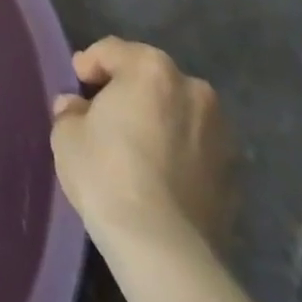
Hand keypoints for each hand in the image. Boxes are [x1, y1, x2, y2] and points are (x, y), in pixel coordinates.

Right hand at [50, 38, 233, 254]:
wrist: (165, 250)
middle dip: (128, 90)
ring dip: (159, 120)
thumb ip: (71, 110)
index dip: (89, 64)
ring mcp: (221, 134)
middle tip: (104, 112)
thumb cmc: (108, 173)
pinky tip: (159, 175)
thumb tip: (77, 108)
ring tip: (136, 146)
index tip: (76, 82)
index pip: (112, 50)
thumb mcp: (67, 134)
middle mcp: (193, 90)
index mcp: (151, 68)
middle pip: (151, 77)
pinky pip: (196, 149)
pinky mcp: (235, 176)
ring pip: (179, 112)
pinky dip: (179, 152)